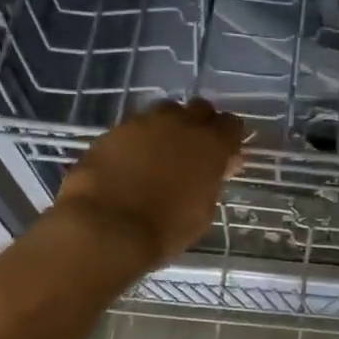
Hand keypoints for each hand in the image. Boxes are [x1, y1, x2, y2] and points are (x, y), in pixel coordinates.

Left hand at [52, 98, 245, 268]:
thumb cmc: (165, 229)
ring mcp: (144, 123)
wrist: (106, 227)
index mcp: (211, 145)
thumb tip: (214, 170)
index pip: (231, 125)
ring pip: (164, 112)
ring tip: (159, 154)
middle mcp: (181, 124)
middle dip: (200, 125)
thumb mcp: (202, 211)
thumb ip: (211, 182)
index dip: (229, 139)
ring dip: (167, 128)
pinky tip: (130, 162)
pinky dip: (137, 140)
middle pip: (199, 109)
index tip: (224, 156)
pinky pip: (134, 127)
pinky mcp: (113, 130)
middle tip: (193, 151)